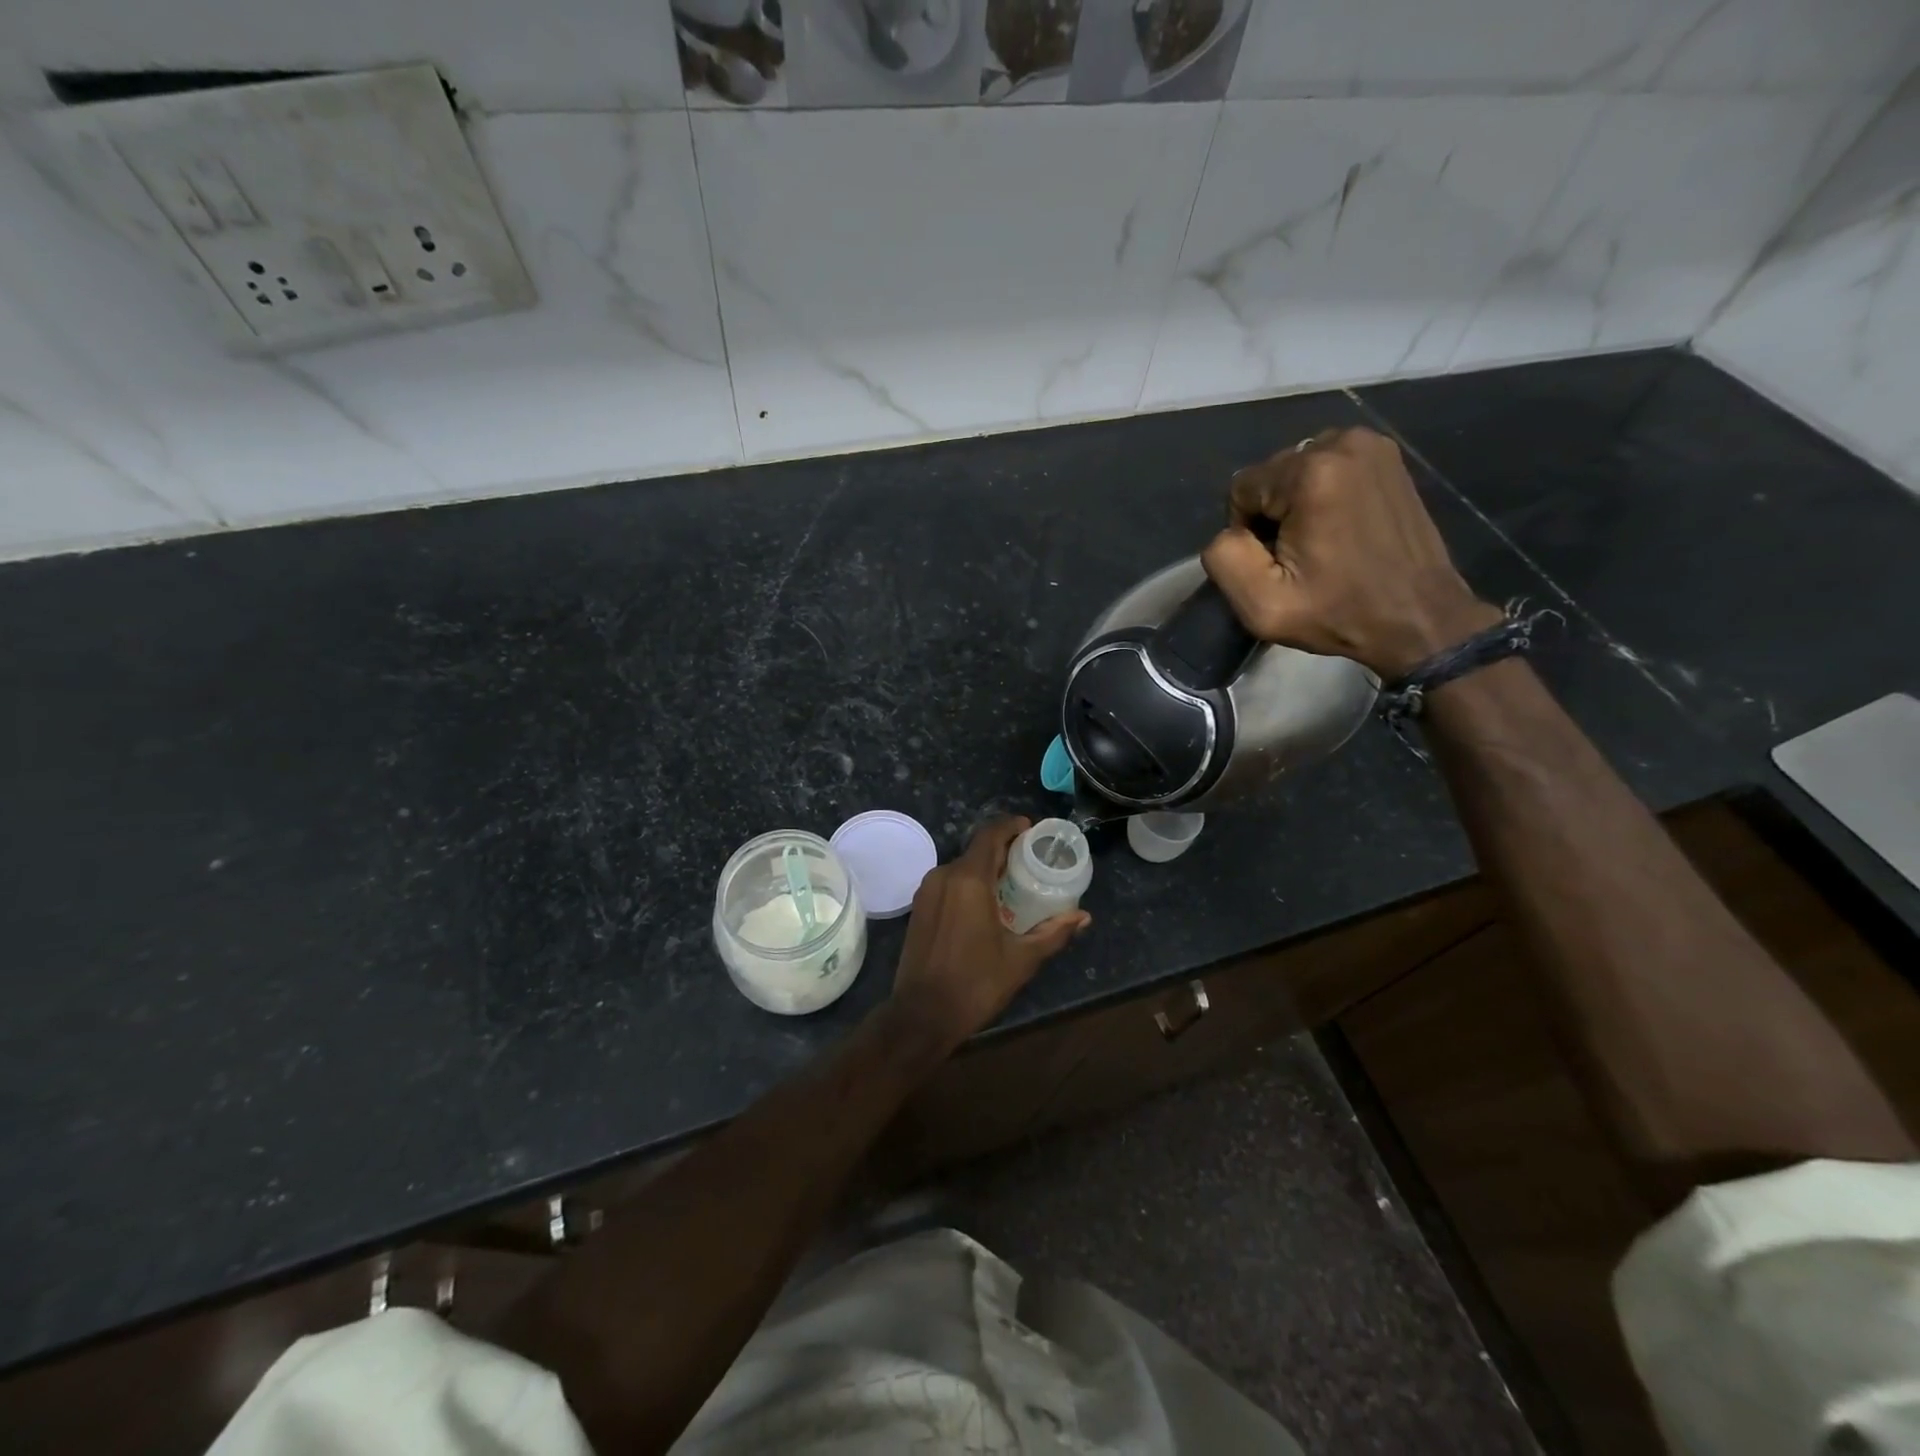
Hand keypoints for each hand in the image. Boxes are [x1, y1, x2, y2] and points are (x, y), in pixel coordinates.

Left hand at [889, 817, 1089, 1058]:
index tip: (1032, 830)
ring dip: (986, 868)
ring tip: (1013, 883)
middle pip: (977, 849)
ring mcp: (927, 892)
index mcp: (969, 880)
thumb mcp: (1022, 959)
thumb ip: (1053, 932)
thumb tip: (1083, 917)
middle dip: (1004, 850)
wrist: (921, 1015)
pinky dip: (970, 883)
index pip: (990, 835)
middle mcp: (944, 876)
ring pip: (962, 867)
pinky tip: (987, 904)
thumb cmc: (976, 984)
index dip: (1011, 826)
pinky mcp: (919, 908)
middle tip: (1032, 861)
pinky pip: (949, 883)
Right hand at [1200, 427, 1501, 679]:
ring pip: (1297, 470)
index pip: (1241, 488)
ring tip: (1323, 543)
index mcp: (1310, 473)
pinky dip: (1324, 495)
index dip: (1248, 531)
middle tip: (1302, 556)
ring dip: (1297, 504)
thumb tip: (1229, 531)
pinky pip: (1329, 468)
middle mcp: (1342, 444)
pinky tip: (1342, 528)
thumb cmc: (1338, 613)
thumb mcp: (1262, 605)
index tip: (1279, 563)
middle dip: (1274, 513)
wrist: (1419, 618)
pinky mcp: (1388, 457)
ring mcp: (1371, 445)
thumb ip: (1223, 558)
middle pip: (1271, 475)